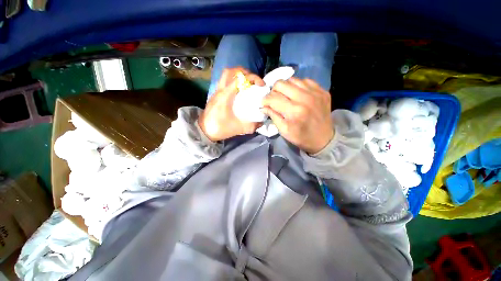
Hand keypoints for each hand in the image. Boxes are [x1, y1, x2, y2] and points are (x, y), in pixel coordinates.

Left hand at [199, 67, 264, 141]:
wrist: (203, 131)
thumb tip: (261, 123)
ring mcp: (216, 92)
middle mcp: (220, 90)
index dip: (253, 78)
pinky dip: (232, 82)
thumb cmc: (219, 128)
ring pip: (225, 75)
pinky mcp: (215, 95)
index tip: (261, 85)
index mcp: (225, 95)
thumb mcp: (238, 128)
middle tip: (253, 80)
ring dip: (237, 75)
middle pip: (230, 71)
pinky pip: (224, 82)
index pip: (240, 78)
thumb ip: (251, 126)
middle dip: (244, 72)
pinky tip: (238, 92)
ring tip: (247, 84)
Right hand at [261, 78, 333, 153]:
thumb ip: (273, 116)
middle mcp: (305, 98)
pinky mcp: (322, 90)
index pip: (273, 98)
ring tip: (286, 96)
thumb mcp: (284, 131)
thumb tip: (263, 106)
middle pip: (281, 84)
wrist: (324, 139)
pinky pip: (305, 80)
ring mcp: (315, 92)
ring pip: (292, 79)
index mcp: (294, 111)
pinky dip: (297, 86)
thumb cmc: (301, 137)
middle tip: (275, 99)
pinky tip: (298, 95)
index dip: (265, 100)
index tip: (264, 104)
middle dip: (273, 91)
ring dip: (285, 88)